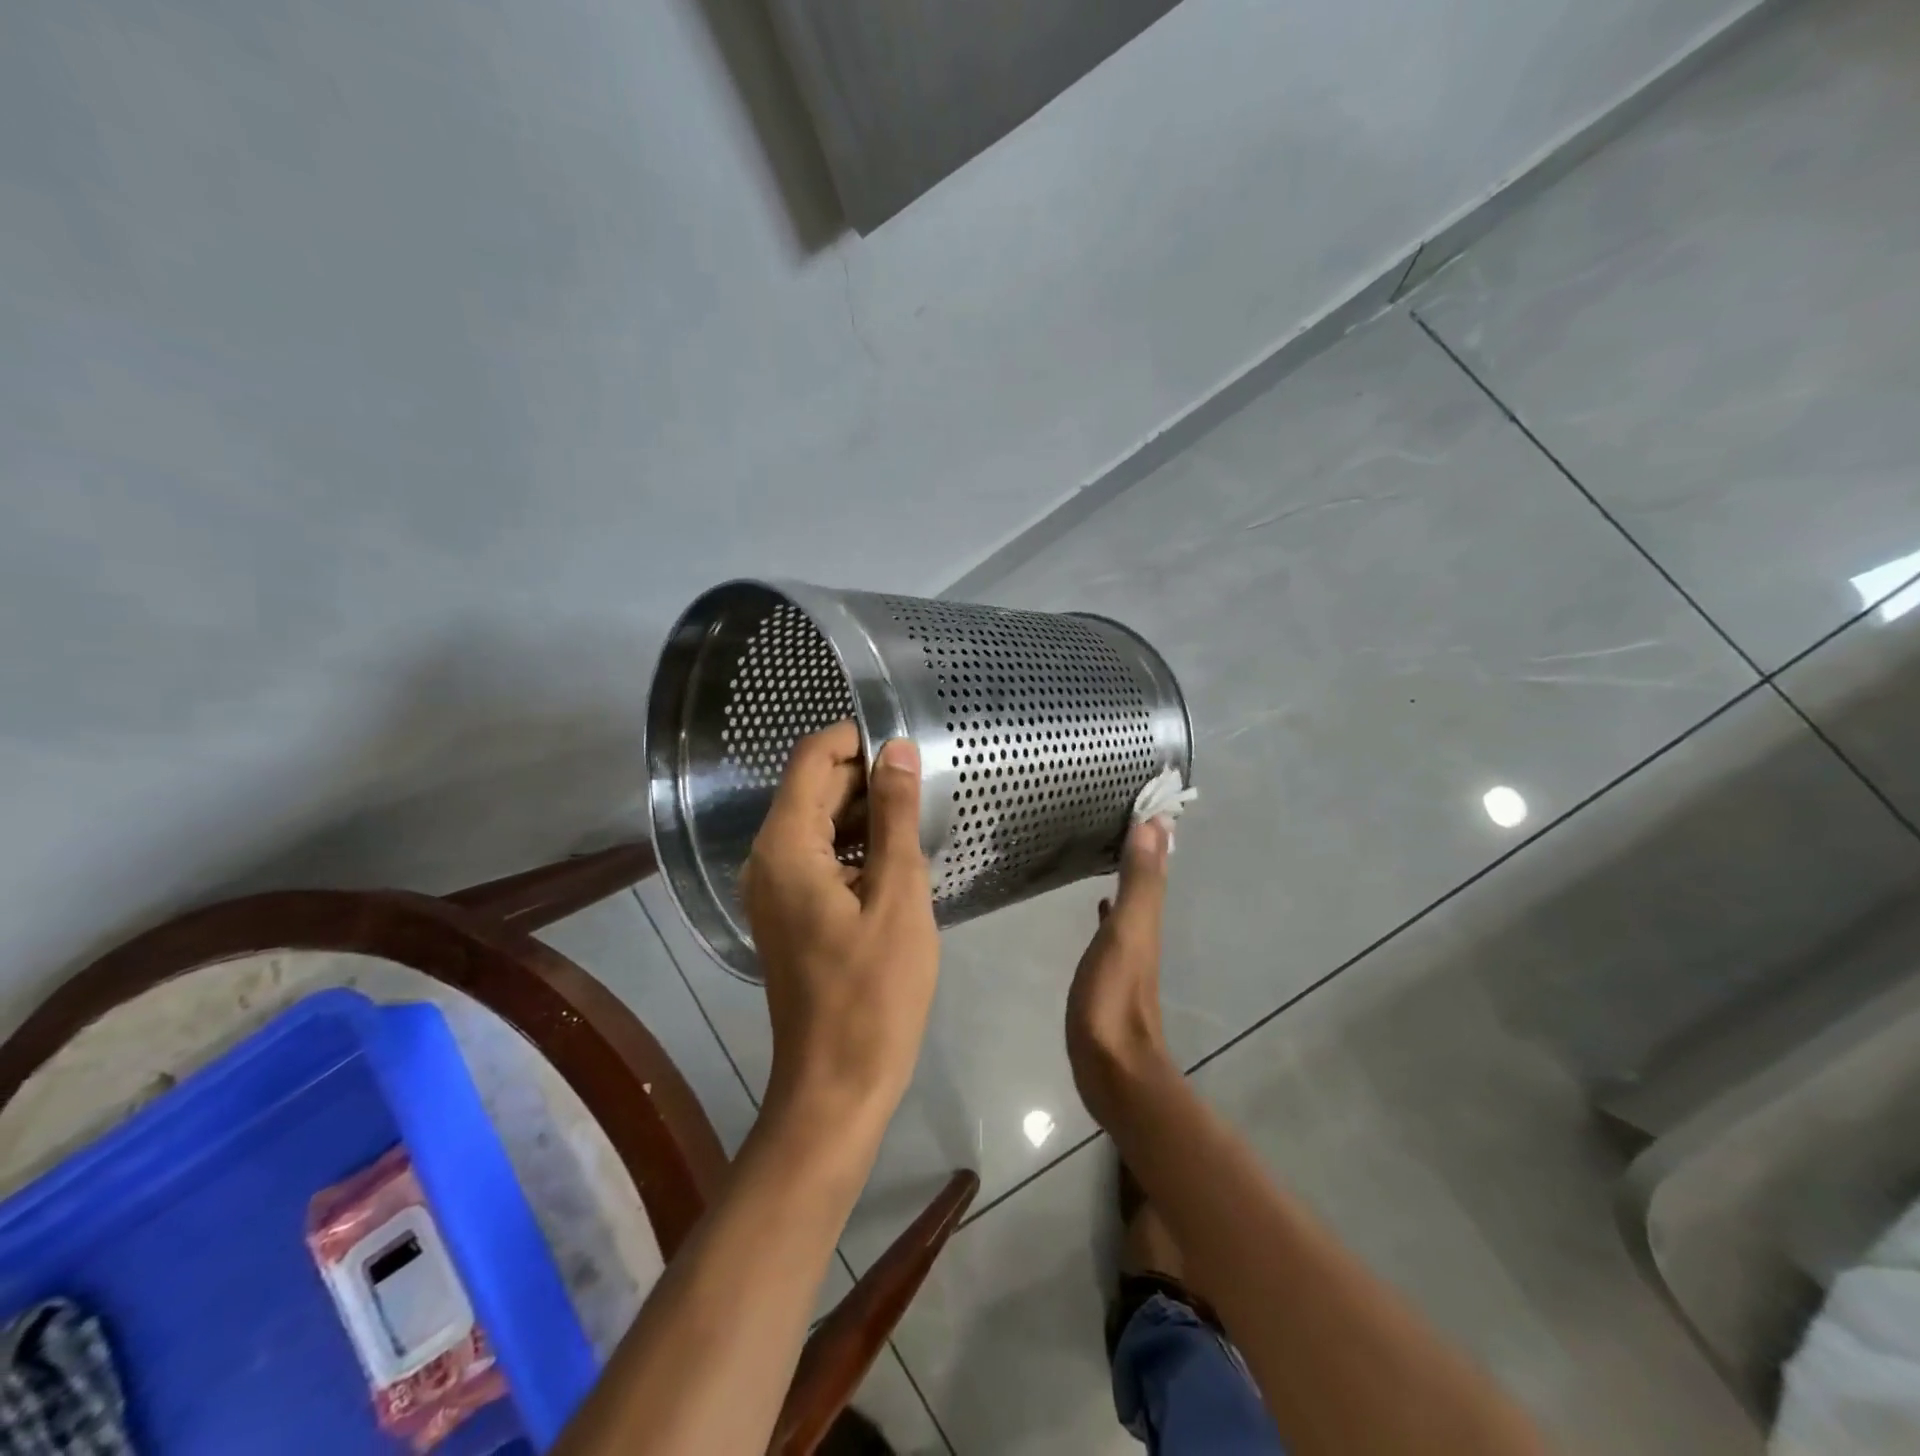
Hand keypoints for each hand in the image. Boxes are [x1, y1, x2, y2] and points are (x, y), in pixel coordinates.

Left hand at [743, 721, 939, 1128]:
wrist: (837, 1083)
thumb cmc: (874, 992)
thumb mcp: (898, 896)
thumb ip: (896, 816)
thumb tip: (898, 749)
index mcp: (785, 847)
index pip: (813, 758)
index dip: (857, 739)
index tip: (908, 747)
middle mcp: (767, 858)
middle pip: (815, 789)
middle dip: (868, 778)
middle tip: (926, 788)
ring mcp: (775, 887)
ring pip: (821, 822)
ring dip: (867, 813)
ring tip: (919, 821)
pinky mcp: (790, 911)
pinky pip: (821, 856)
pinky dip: (857, 847)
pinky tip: (898, 859)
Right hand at [1066, 819, 1174, 1126]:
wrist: (1112, 1067)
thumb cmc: (1114, 997)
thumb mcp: (1128, 933)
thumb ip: (1139, 882)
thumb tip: (1154, 824)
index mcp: (1147, 918)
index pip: (1155, 864)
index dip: (1154, 834)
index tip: (1147, 800)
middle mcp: (1143, 931)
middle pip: (1147, 879)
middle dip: (1142, 848)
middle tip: (1129, 815)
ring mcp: (1127, 953)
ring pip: (1131, 900)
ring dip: (1127, 873)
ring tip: (1113, 847)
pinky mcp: (1109, 972)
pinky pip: (1113, 925)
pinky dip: (1110, 907)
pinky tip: (1099, 904)